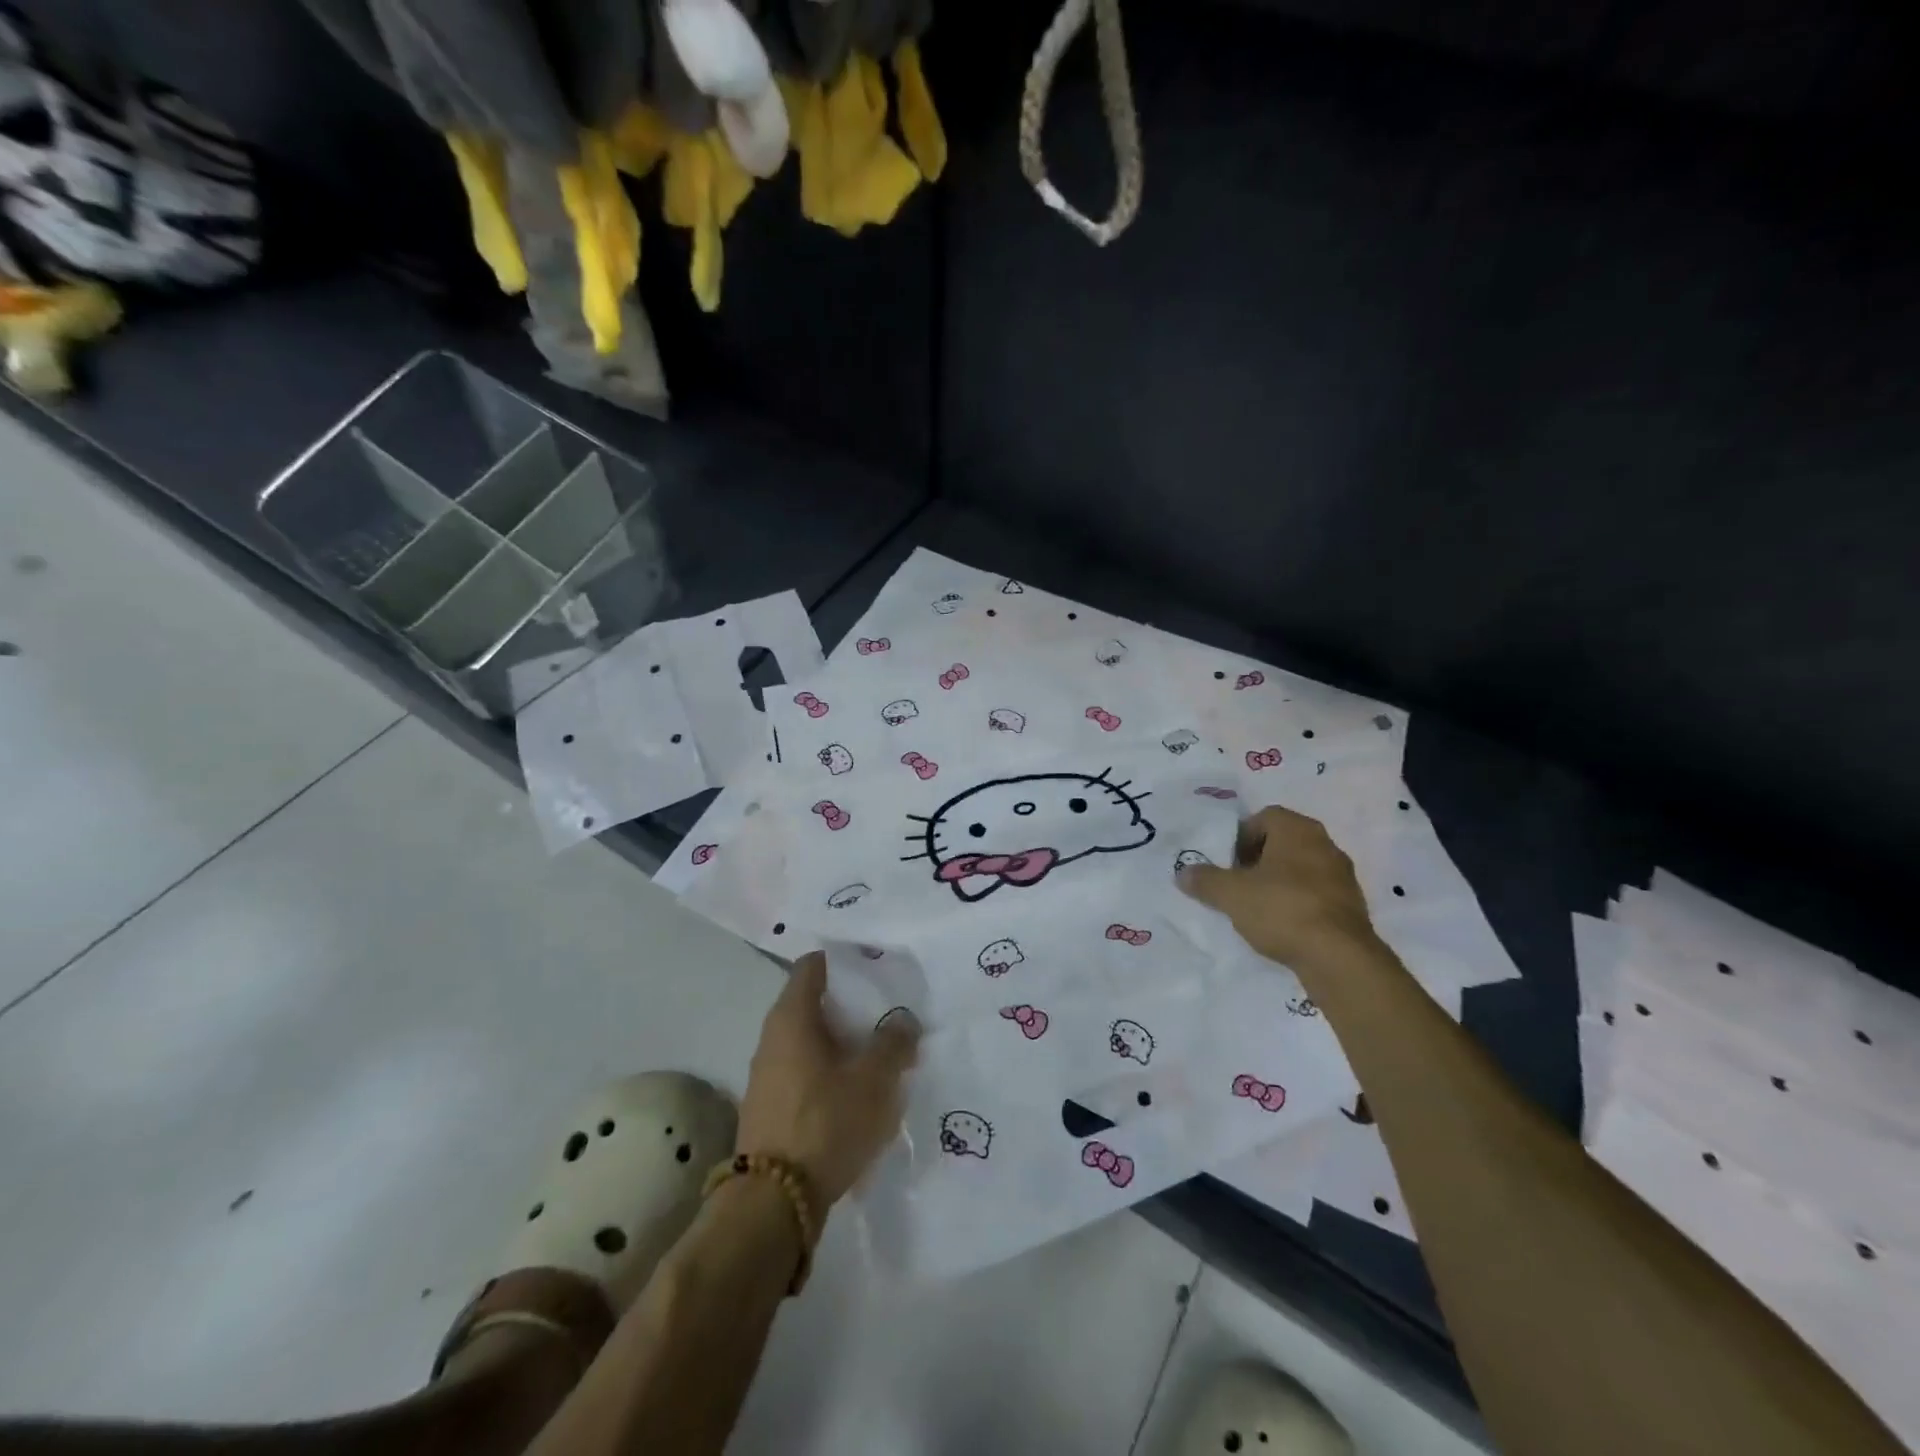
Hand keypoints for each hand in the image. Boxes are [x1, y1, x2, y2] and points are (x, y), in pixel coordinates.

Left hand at [736, 952, 919, 1207]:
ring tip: (878, 1056)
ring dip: (842, 1043)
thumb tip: (903, 1021)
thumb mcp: (874, 1080)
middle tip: (887, 1014)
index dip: (844, 962)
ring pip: (810, 1040)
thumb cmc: (825, 1122)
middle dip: (851, 1006)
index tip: (875, 970)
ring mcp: (766, 1073)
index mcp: (792, 1016)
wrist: (773, 1203)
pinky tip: (856, 1093)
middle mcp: (772, 1036)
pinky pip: (804, 1071)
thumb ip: (894, 1043)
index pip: (813, 965)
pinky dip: (829, 1071)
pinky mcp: (770, 1105)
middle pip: (814, 1003)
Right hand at [1177, 805, 1378, 970]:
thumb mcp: (1231, 894)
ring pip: (1300, 869)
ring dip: (1278, 882)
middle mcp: (1325, 844)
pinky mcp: (1352, 906)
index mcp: (1298, 829)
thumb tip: (1183, 873)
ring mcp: (1343, 876)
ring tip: (1256, 907)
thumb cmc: (1281, 909)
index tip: (1227, 863)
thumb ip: (1204, 880)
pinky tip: (1282, 925)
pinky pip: (1315, 894)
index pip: (1264, 817)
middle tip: (1237, 883)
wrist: (1339, 958)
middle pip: (1282, 842)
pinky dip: (1297, 903)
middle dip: (1257, 860)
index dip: (1240, 837)